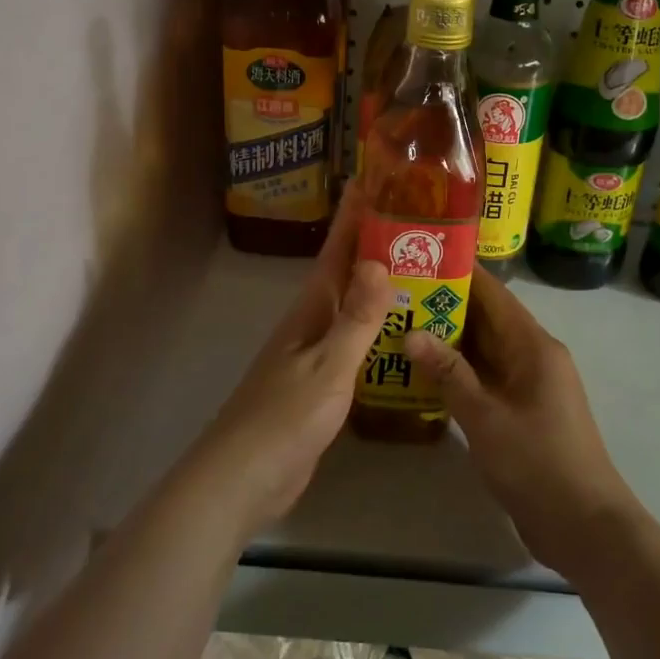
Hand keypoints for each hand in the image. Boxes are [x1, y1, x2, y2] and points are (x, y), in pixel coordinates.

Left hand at [180, 185, 392, 540]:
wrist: (243, 479)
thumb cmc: (285, 419)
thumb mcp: (328, 366)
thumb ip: (356, 318)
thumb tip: (379, 260)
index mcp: (310, 311)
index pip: (336, 251)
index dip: (353, 216)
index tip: (372, 179)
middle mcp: (310, 324)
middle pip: (344, 273)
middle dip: (371, 243)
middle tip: (413, 219)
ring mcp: (312, 354)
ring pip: (349, 306)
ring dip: (376, 285)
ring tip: (416, 267)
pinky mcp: (318, 384)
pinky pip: (352, 341)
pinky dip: (374, 327)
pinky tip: (397, 332)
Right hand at [405, 269, 643, 579]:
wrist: (584, 525)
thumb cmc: (537, 463)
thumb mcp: (486, 417)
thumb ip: (449, 374)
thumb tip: (412, 333)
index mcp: (533, 346)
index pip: (494, 294)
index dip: (461, 272)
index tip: (422, 256)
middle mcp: (534, 356)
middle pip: (488, 319)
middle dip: (446, 305)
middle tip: (398, 293)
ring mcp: (529, 385)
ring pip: (485, 350)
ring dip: (450, 340)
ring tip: (401, 324)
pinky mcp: (522, 411)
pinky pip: (487, 378)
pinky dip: (459, 372)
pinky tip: (423, 372)